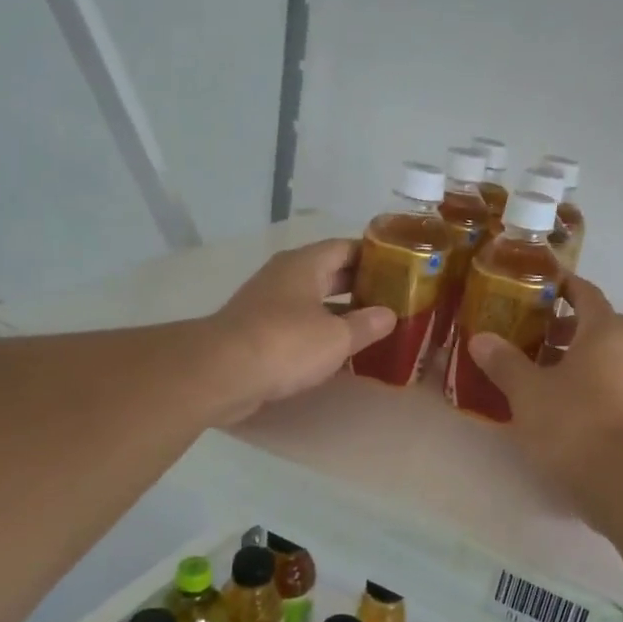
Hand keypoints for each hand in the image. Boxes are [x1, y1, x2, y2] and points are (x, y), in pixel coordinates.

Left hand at [206, 238, 394, 424]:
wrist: (221, 374)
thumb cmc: (285, 344)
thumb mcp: (337, 337)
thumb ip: (367, 325)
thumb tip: (388, 315)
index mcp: (305, 264)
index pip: (346, 247)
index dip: (374, 256)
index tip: (400, 269)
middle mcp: (285, 277)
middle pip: (330, 274)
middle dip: (360, 286)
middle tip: (393, 300)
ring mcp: (268, 304)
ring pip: (313, 301)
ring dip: (341, 313)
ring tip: (374, 327)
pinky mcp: (258, 333)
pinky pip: (298, 326)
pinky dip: (320, 334)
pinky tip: (340, 352)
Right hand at [468, 275, 622, 501]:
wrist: (621, 479)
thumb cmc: (573, 421)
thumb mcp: (528, 390)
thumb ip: (503, 362)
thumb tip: (481, 338)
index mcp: (604, 331)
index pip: (585, 292)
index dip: (560, 285)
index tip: (533, 285)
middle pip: (594, 323)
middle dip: (561, 324)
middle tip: (526, 330)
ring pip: (599, 355)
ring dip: (569, 355)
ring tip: (531, 366)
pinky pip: (603, 382)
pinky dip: (579, 381)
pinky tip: (549, 399)